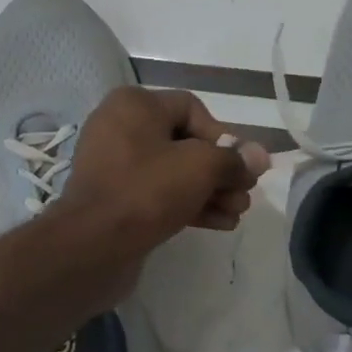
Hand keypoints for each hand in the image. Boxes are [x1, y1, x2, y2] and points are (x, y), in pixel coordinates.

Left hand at [58, 87, 272, 256]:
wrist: (91, 246)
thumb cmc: (147, 191)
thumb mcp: (200, 167)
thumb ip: (234, 159)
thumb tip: (260, 156)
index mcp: (134, 105)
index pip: (191, 108)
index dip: (222, 136)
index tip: (239, 166)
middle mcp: (120, 127)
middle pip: (185, 143)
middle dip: (220, 171)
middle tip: (245, 196)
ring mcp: (115, 166)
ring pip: (174, 172)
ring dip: (210, 191)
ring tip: (237, 214)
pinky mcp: (115, 199)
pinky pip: (158, 194)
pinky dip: (188, 204)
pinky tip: (219, 223)